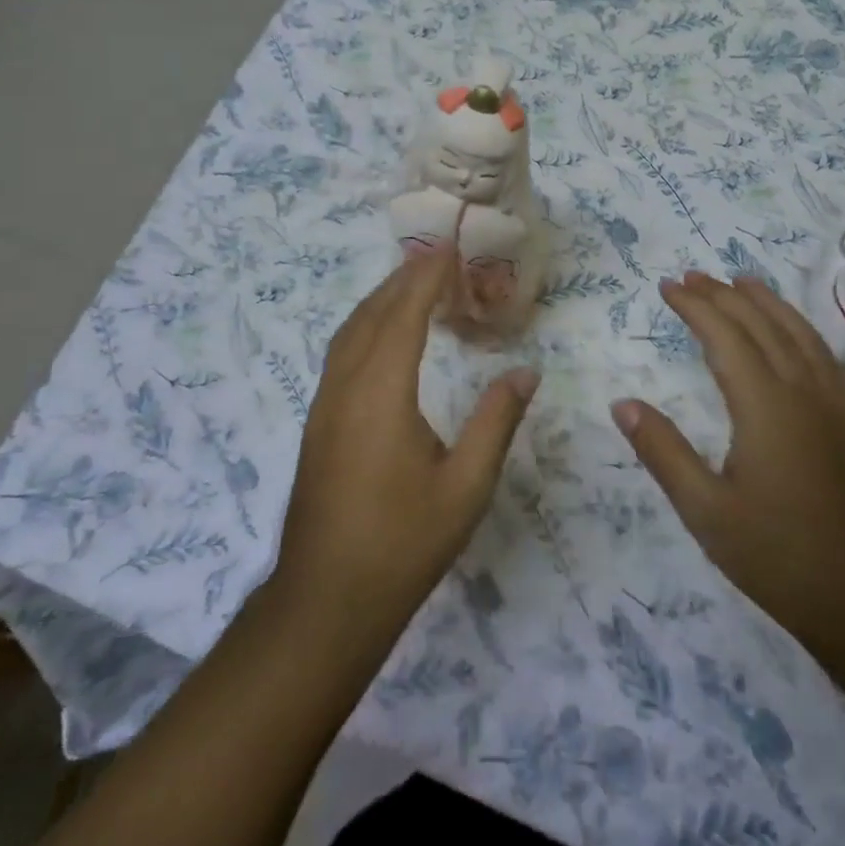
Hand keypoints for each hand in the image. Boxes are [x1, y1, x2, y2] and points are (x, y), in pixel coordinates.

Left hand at [273, 247, 538, 642]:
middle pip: (372, 314)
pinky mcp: (318, 423)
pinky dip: (366, 326)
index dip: (426, 276)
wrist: (327, 599)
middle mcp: (346, 387)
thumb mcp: (465, 487)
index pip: (404, 314)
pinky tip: (384, 338)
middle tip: (439, 257)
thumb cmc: (402, 543)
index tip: (449, 246)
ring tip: (414, 285)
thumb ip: (495, 423)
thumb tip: (526, 372)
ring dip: (381, 300)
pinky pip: (341, 354)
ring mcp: (325, 405)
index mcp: (381, 393)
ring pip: (350, 332)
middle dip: (404, 278)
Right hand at [611, 272, 844, 639]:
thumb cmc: (779, 557)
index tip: (666, 286)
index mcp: (765, 405)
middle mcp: (803, 391)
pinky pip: (821, 353)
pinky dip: (797, 326)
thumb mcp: (705, 511)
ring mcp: (835, 404)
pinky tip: (790, 332)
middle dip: (724, 295)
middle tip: (691, 276)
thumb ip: (663, 451)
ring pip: (798, 332)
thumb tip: (622, 404)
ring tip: (740, 281)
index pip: (725, 336)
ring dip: (765, 302)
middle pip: (761, 324)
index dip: (694, 306)